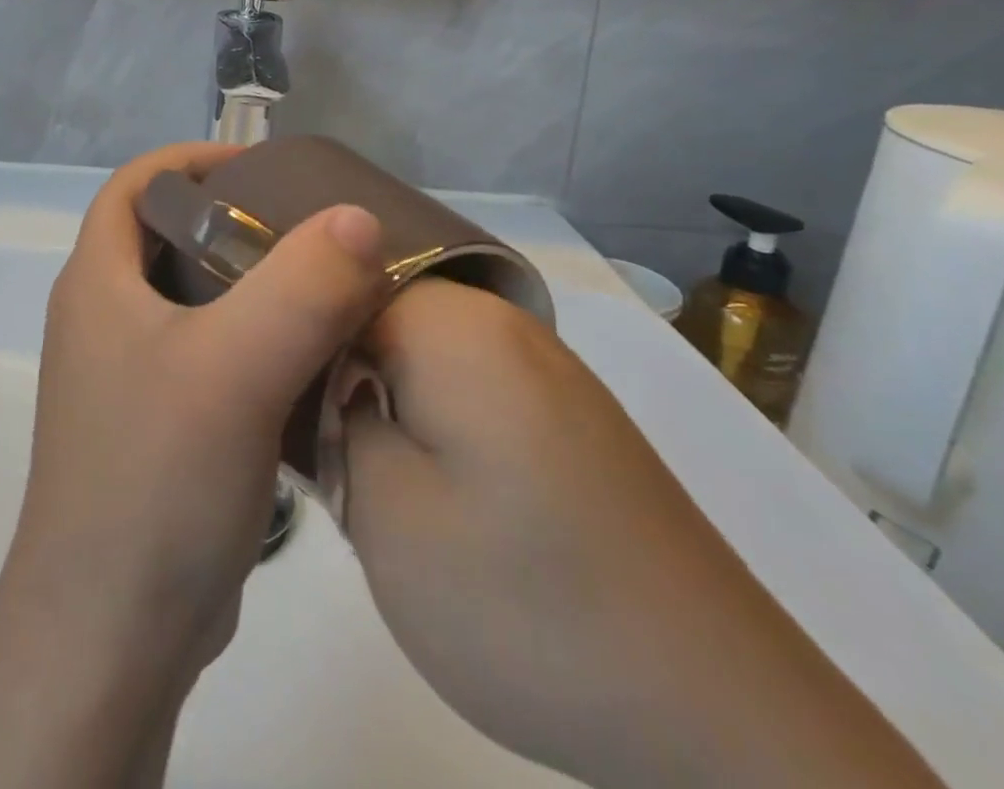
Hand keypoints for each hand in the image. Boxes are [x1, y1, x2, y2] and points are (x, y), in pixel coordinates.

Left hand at [0, 142, 389, 788]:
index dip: (191, 161)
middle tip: (309, 225)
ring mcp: (127, 376)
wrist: (110, 633)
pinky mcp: (156, 425)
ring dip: (249, 284)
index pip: (134, 185)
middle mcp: (103, 318)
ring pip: (192, 299)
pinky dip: (252, 340)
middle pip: (167, 237)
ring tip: (322, 283)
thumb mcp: (234, 368)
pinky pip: (208, 354)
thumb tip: (358, 216)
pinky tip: (307, 358)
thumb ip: (300, 287)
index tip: (262, 165)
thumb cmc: (155, 480)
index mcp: (97, 282)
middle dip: (233, 220)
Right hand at [341, 276, 945, 788]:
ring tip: (373, 480)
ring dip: (383, 403)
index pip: (329, 286)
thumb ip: (333, 419)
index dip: (294, 342)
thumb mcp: (383, 513)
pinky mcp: (566, 411)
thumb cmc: (527, 604)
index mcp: (450, 322)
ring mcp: (542, 364)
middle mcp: (499, 320)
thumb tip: (330, 383)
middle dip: (337, 375)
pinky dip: (432, 423)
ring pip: (416, 352)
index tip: (280, 407)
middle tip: (323, 454)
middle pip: (374, 313)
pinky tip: (440, 495)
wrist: (723, 718)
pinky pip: (465, 384)